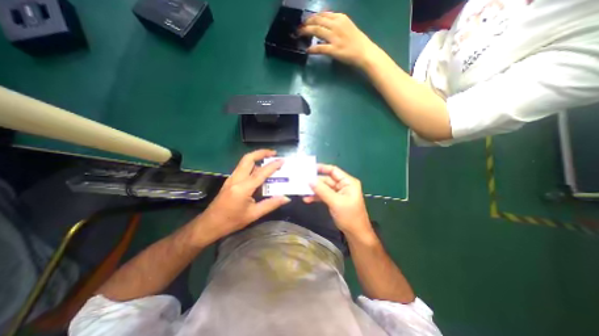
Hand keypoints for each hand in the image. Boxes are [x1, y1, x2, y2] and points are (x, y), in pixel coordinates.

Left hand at [193, 150, 291, 243]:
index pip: (260, 173)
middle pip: (248, 159)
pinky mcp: (229, 181)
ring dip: (256, 157)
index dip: (273, 166)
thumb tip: (286, 198)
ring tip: (269, 159)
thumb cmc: (231, 221)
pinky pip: (242, 168)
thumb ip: (271, 204)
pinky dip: (252, 164)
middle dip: (261, 153)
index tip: (282, 160)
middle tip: (274, 153)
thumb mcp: (253, 215)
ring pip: (244, 162)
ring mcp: (231, 179)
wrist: (209, 225)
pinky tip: (259, 170)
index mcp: (243, 188)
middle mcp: (236, 179)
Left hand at [299, 12, 382, 67]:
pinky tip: (307, 50)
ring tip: (299, 35)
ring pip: (316, 31)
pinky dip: (312, 49)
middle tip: (299, 28)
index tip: (306, 21)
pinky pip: (319, 48)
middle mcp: (336, 25)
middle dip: (306, 23)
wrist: (364, 52)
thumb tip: (324, 25)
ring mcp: (334, 37)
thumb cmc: (357, 41)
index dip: (312, 17)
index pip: (322, 14)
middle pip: (317, 21)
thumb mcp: (347, 26)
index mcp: (340, 18)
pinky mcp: (334, 50)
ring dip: (306, 32)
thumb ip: (336, 24)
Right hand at [305, 163, 372, 236]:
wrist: (355, 234)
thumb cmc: (349, 216)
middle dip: (315, 182)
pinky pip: (323, 195)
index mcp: (348, 182)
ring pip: (323, 188)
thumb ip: (322, 190)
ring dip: (314, 190)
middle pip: (327, 179)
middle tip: (302, 182)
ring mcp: (338, 193)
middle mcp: (343, 185)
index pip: (333, 170)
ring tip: (302, 192)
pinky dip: (316, 197)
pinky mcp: (334, 200)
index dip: (321, 168)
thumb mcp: (335, 202)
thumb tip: (309, 180)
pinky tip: (307, 199)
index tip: (309, 168)